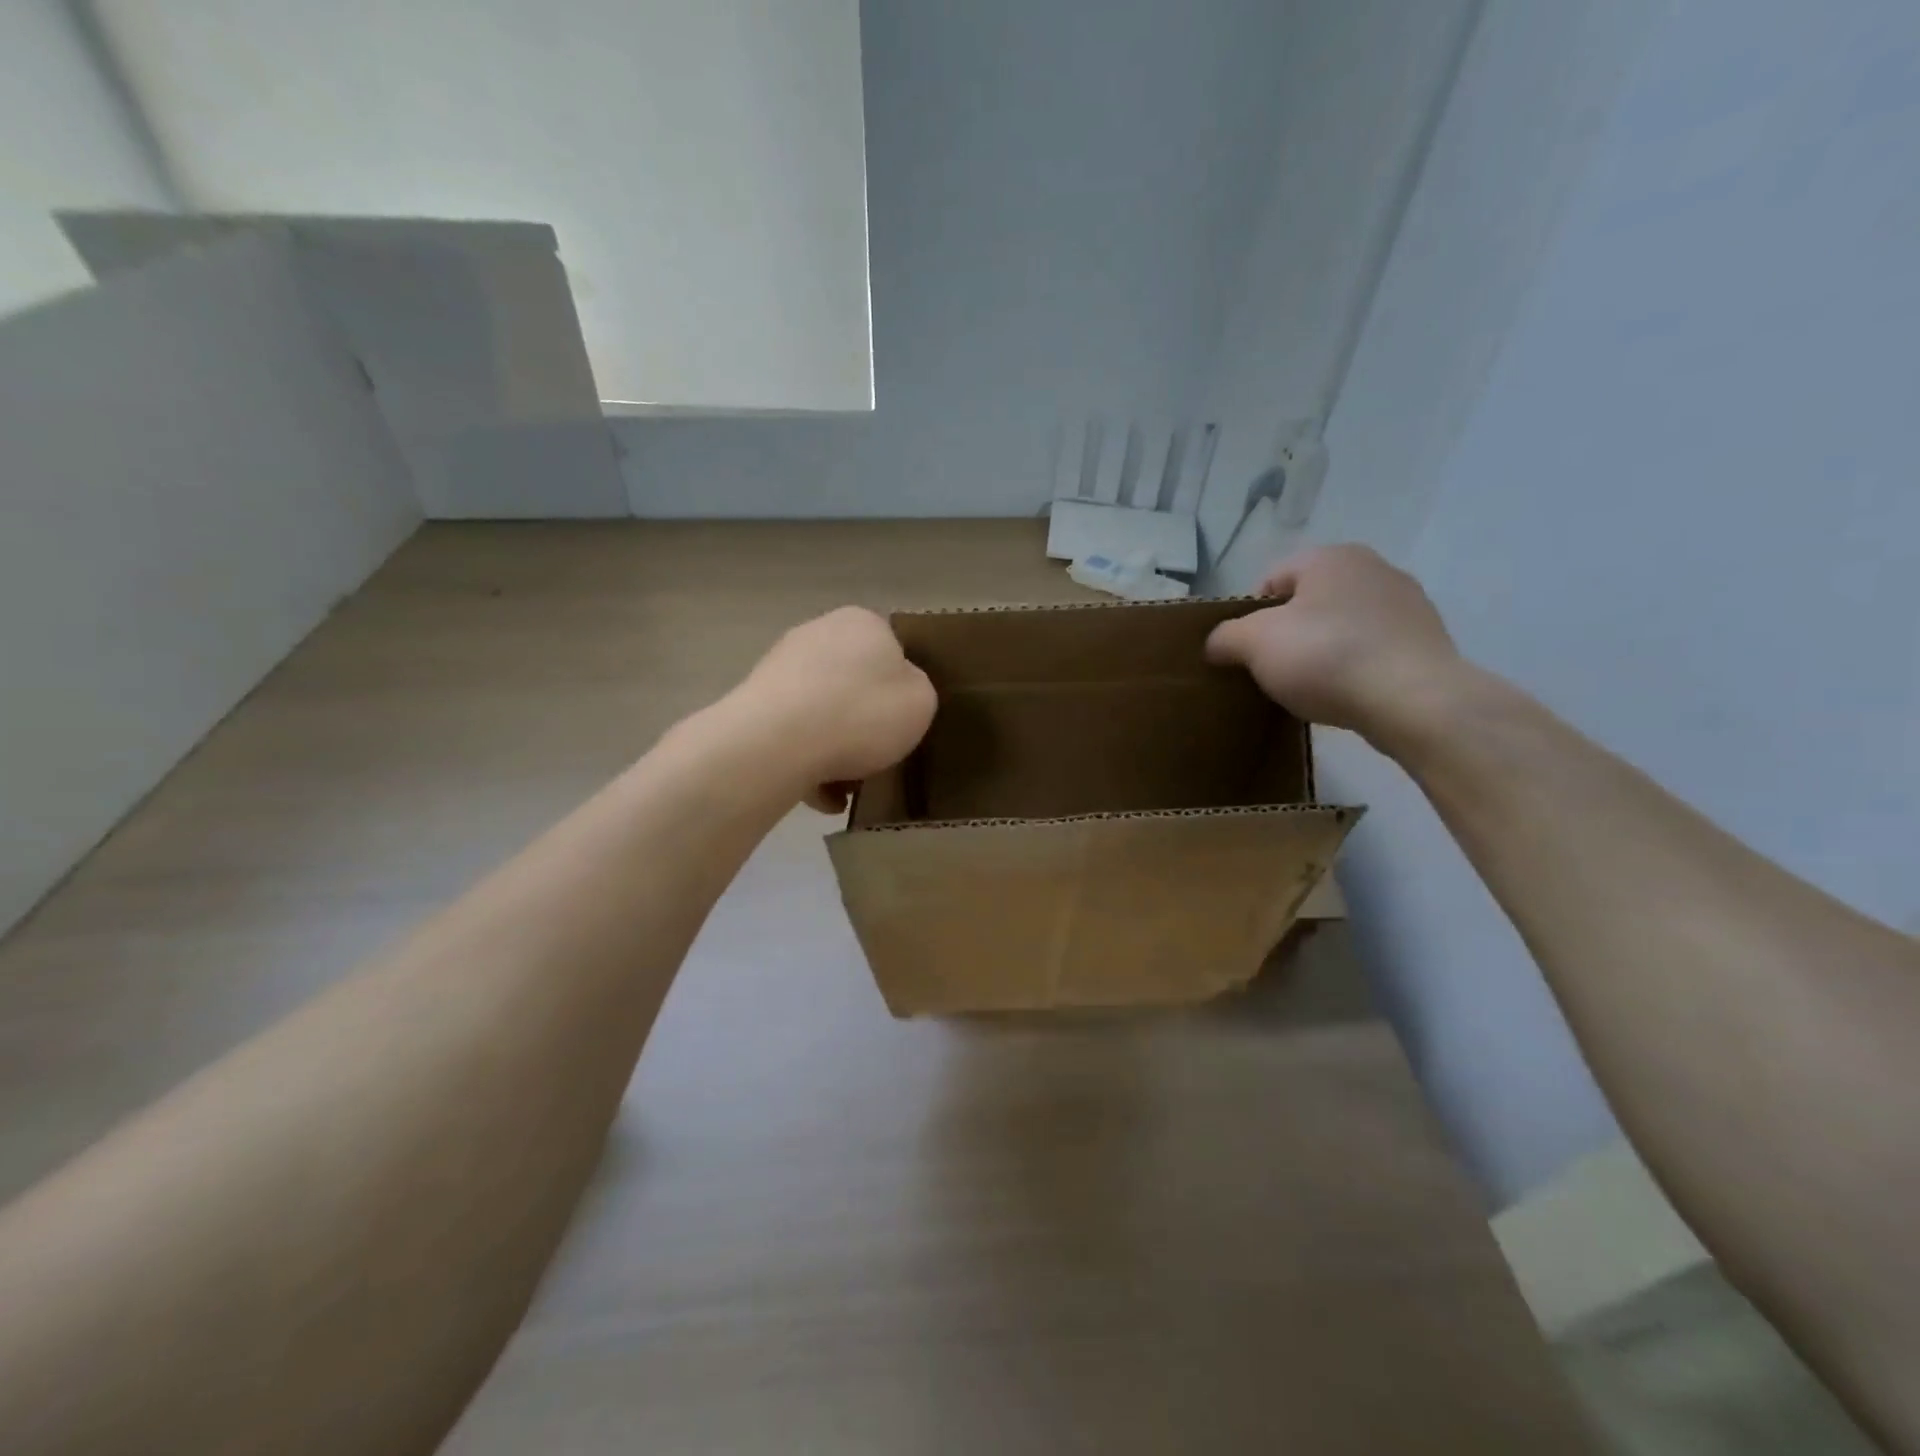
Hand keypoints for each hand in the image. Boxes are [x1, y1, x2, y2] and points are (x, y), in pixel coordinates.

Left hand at [733, 606, 936, 811]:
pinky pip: (793, 736)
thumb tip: (895, 692)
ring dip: (835, 749)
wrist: (778, 741)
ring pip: (821, 713)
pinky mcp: (753, 703)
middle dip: (863, 722)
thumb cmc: (862, 713)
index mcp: (862, 623)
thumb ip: (916, 690)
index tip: (902, 723)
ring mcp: (780, 667)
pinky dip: (808, 763)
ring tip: (846, 788)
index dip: (900, 690)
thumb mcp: (921, 701)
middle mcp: (817, 633)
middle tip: (877, 756)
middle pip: (853, 684)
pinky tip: (822, 797)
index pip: (891, 650)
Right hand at [1205, 545, 1462, 744]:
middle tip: (1273, 671)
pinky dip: (1354, 667)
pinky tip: (1346, 694)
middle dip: (1287, 634)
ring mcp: (1407, 604)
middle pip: (1309, 602)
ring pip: (1342, 626)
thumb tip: (1216, 643)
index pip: (1271, 580)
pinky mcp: (1427, 641)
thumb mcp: (1255, 644)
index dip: (1250, 617)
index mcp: (1330, 557)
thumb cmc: (1326, 657)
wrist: (1414, 700)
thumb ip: (1225, 637)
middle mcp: (1373, 568)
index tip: (1246, 653)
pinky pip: (1373, 650)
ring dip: (1322, 651)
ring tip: (1311, 687)